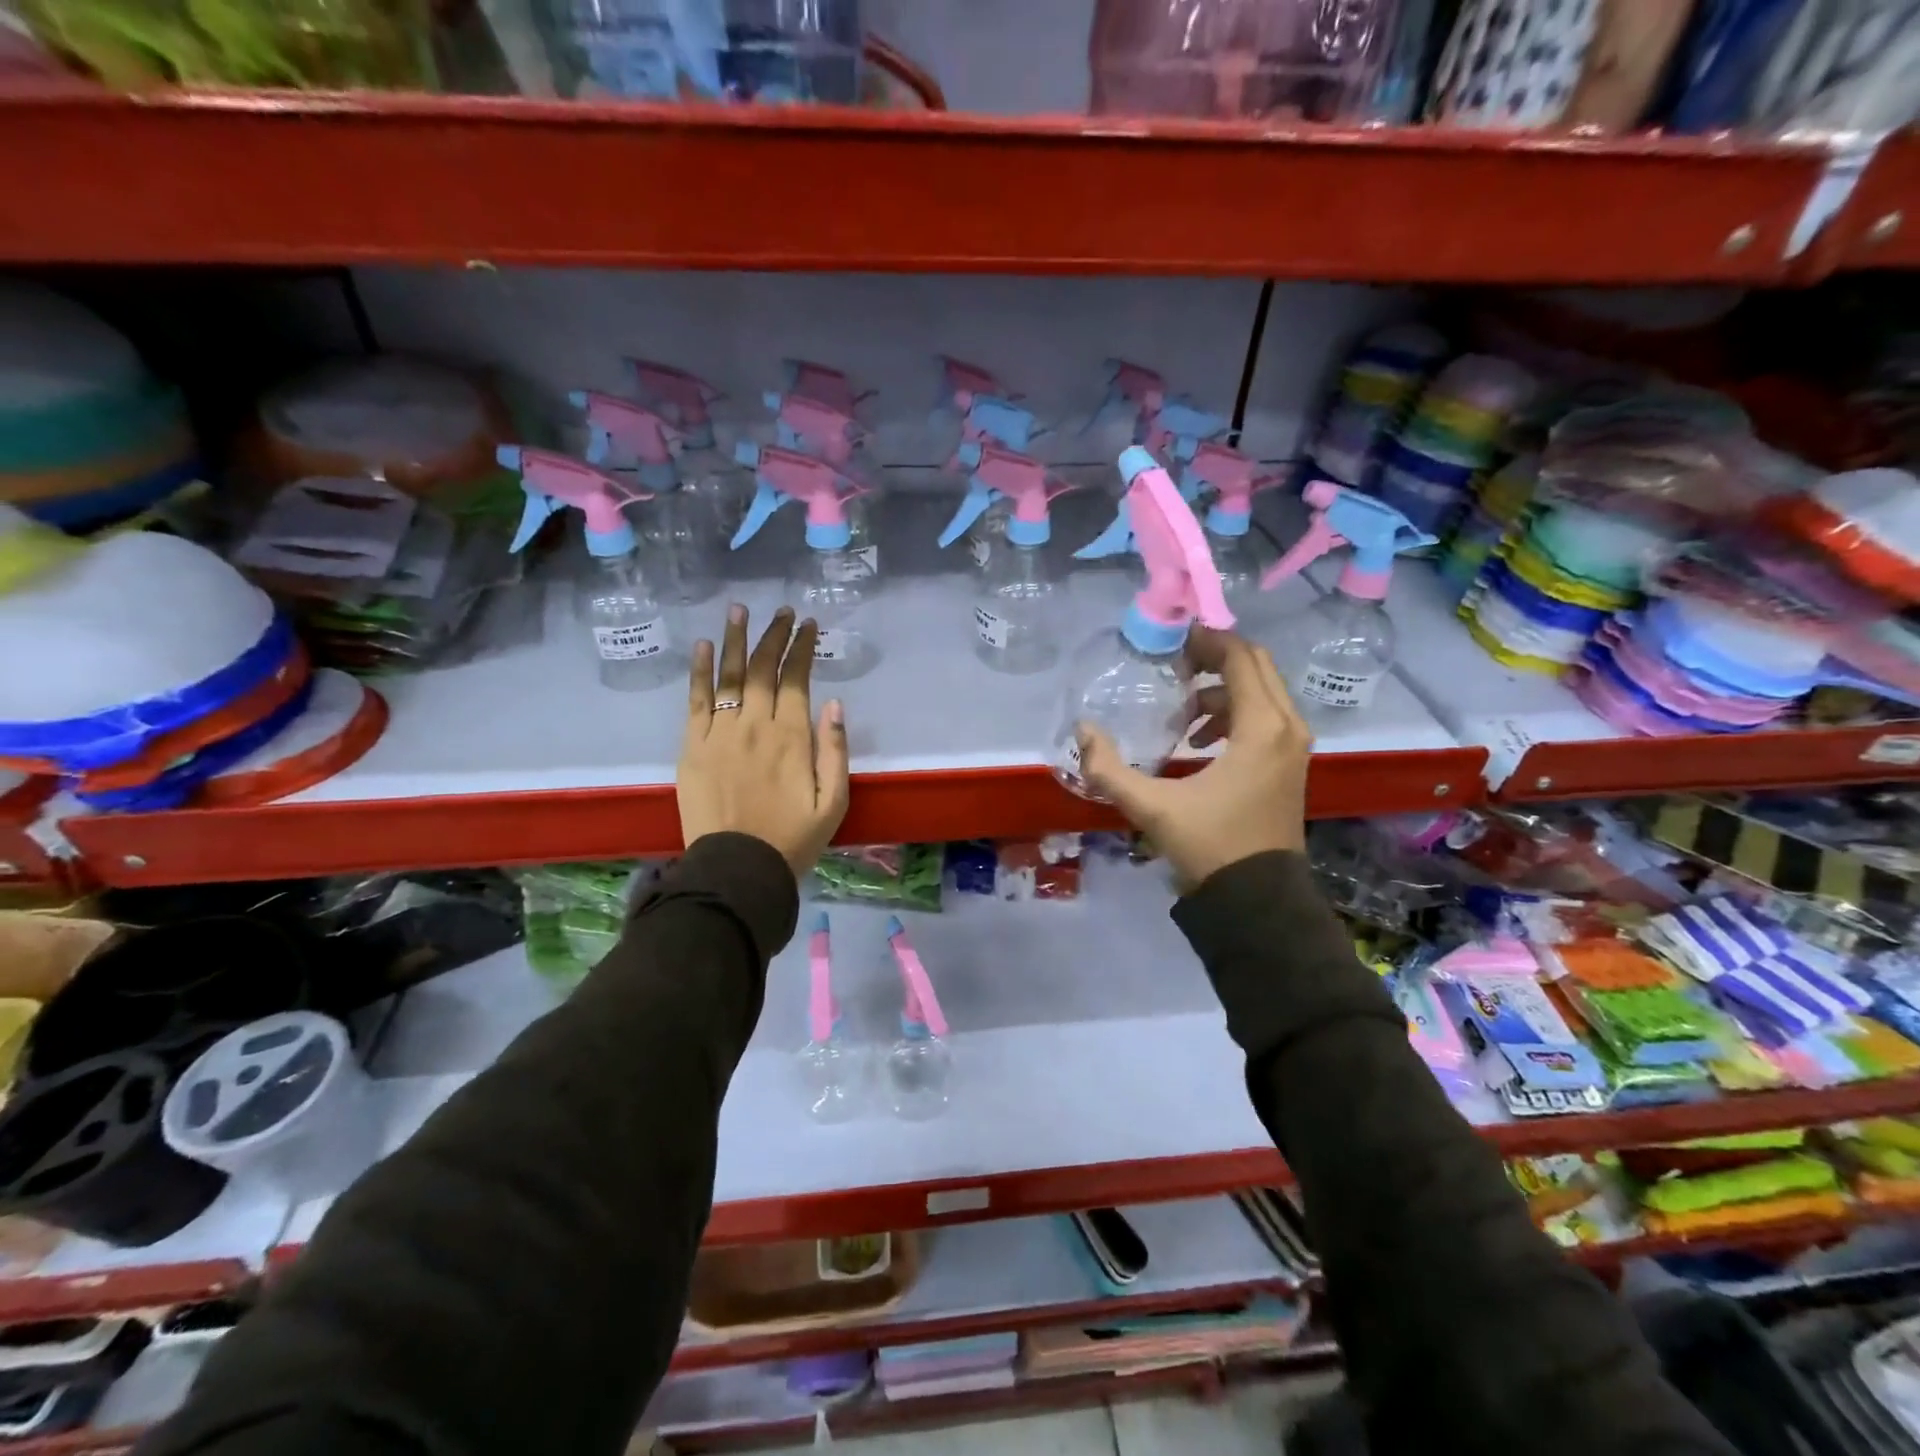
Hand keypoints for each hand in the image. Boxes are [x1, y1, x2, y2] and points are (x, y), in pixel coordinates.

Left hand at [679, 604, 850, 875]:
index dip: (802, 648)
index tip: (808, 625)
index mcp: (791, 737)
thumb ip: (835, 751)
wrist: (737, 869)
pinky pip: (696, 700)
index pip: (796, 679)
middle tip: (781, 611)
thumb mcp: (833, 802)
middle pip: (762, 669)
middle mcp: (754, 725)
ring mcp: (719, 732)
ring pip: (728, 675)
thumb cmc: (792, 838)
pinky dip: (700, 671)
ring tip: (739, 610)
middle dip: (773, 635)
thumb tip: (833, 703)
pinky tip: (704, 646)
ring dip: (735, 639)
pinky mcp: (692, 746)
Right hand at [1076, 626, 1310, 893]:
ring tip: (1182, 709)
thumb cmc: (1210, 847)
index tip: (1171, 640)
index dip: (1206, 640)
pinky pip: (1265, 716)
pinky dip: (1234, 712)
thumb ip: (1109, 769)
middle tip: (1173, 663)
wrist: (1258, 901)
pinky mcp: (1289, 764)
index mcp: (1261, 727)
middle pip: (1255, 665)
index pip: (1239, 658)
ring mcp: (1293, 746)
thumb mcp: (1152, 808)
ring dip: (1222, 688)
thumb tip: (1083, 730)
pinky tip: (1200, 739)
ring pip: (1261, 690)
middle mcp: (1286, 727)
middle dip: (1214, 657)